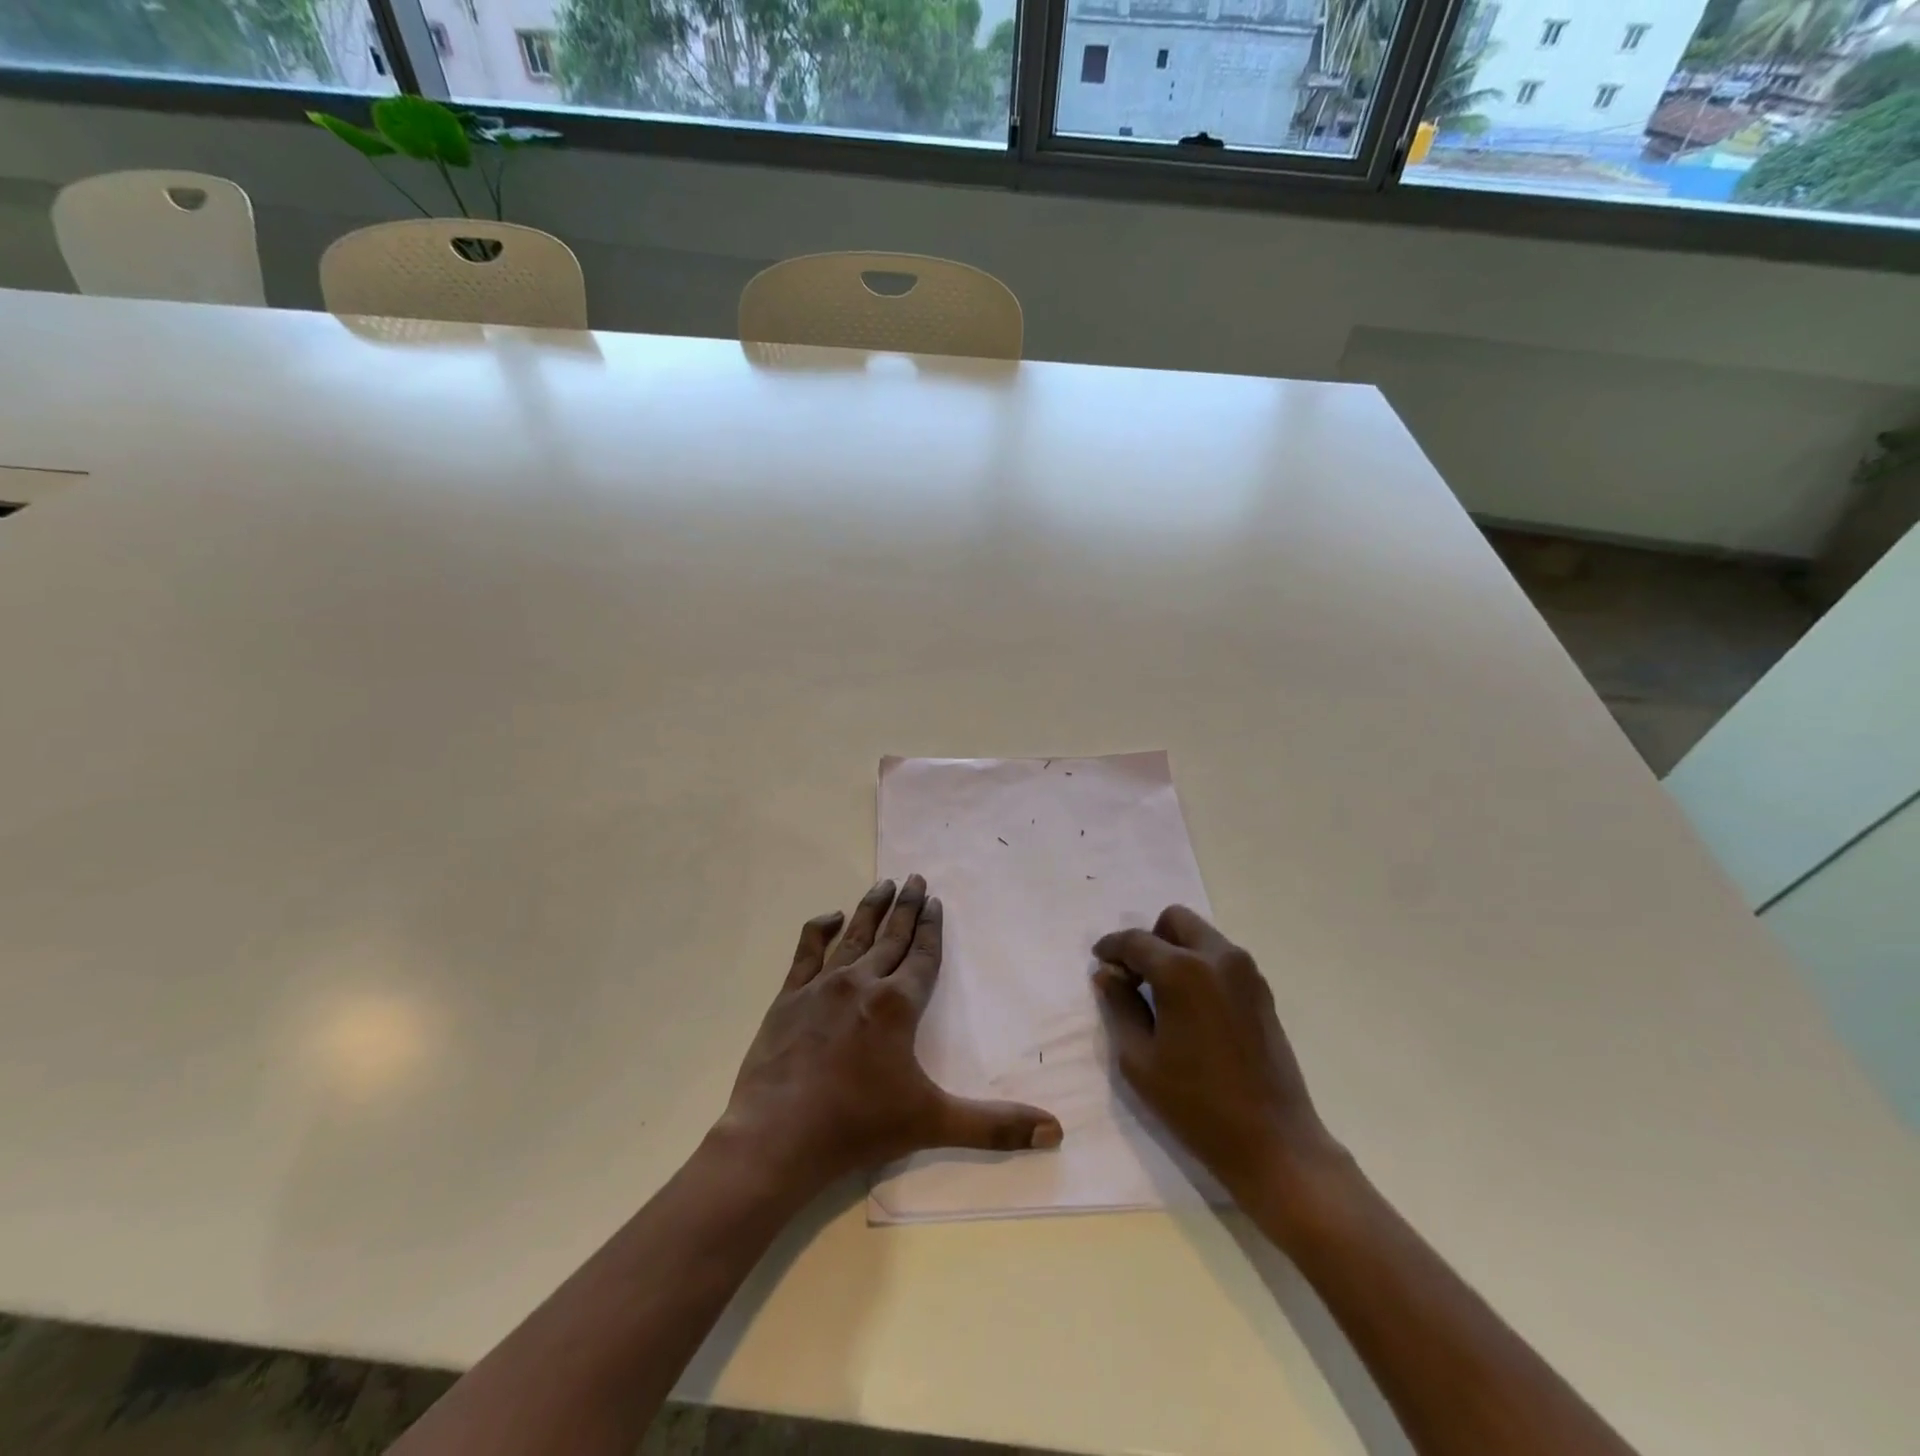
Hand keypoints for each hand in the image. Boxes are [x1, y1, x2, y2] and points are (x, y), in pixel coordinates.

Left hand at [720, 875, 1062, 1196]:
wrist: (777, 1135)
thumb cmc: (858, 1125)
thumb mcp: (933, 1123)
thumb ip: (994, 1125)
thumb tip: (1055, 1131)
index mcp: (897, 1004)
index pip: (922, 955)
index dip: (931, 928)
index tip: (935, 901)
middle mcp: (862, 983)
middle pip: (892, 936)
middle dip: (907, 907)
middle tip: (915, 878)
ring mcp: (822, 987)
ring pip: (854, 936)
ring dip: (871, 909)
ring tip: (883, 884)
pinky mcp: (788, 998)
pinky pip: (806, 952)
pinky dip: (820, 930)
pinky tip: (831, 916)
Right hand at [1092, 906, 1335, 1203]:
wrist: (1273, 1143)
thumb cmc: (1196, 1105)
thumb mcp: (1139, 1059)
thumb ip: (1120, 1006)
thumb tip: (1108, 974)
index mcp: (1183, 972)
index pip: (1136, 941)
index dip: (1111, 947)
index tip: (1099, 962)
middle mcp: (1218, 958)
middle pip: (1175, 921)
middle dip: (1150, 940)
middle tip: (1135, 977)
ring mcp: (1246, 973)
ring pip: (1201, 937)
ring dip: (1176, 951)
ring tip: (1162, 995)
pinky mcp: (1263, 992)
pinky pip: (1222, 959)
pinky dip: (1200, 967)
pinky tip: (1191, 1008)